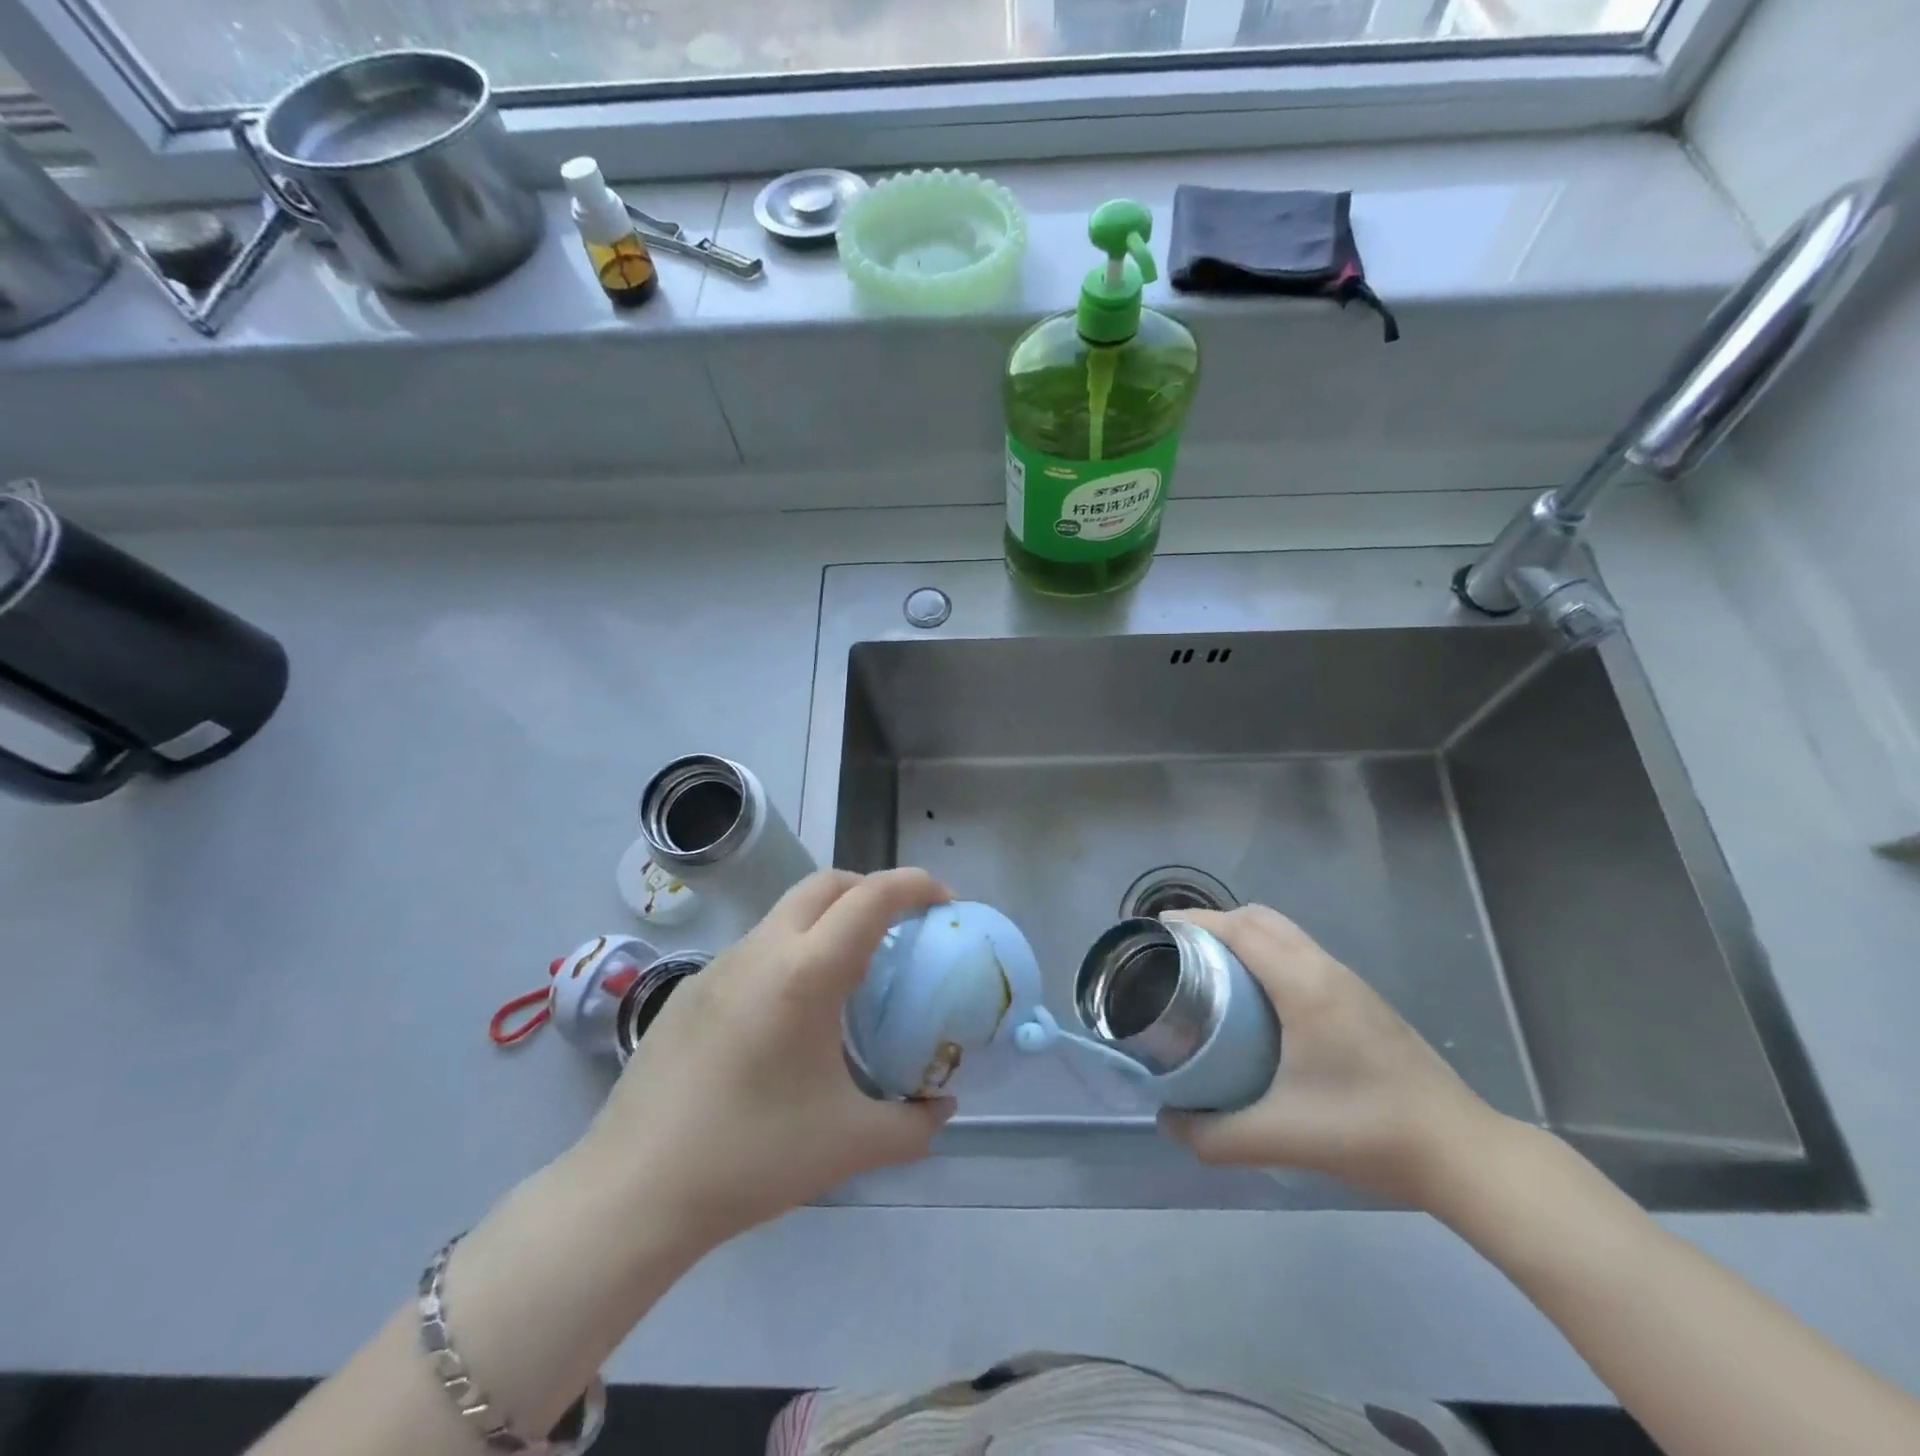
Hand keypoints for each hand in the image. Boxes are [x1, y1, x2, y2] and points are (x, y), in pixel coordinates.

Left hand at [577, 868, 956, 1247]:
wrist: (633, 1191)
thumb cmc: (750, 1158)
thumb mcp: (849, 1145)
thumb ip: (912, 1125)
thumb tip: (942, 1108)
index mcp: (805, 973)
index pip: (871, 898)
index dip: (915, 885)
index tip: (945, 902)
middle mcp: (763, 950)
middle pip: (827, 884)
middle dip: (872, 889)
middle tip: (901, 927)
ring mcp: (720, 964)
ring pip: (788, 912)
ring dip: (829, 919)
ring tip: (851, 973)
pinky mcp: (692, 988)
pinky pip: (757, 948)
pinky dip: (793, 951)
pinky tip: (792, 1014)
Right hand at [1157, 904, 1505, 1207]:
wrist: (1461, 1152)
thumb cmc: (1366, 1132)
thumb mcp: (1279, 1137)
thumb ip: (1215, 1135)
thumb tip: (1169, 1123)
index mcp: (1303, 985)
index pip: (1239, 928)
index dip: (1195, 921)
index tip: (1158, 931)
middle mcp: (1325, 968)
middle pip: (1260, 918)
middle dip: (1215, 923)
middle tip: (1180, 952)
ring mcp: (1349, 982)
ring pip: (1285, 932)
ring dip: (1244, 936)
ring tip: (1211, 970)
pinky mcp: (1362, 1000)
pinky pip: (1302, 953)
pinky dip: (1268, 953)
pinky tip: (1258, 998)